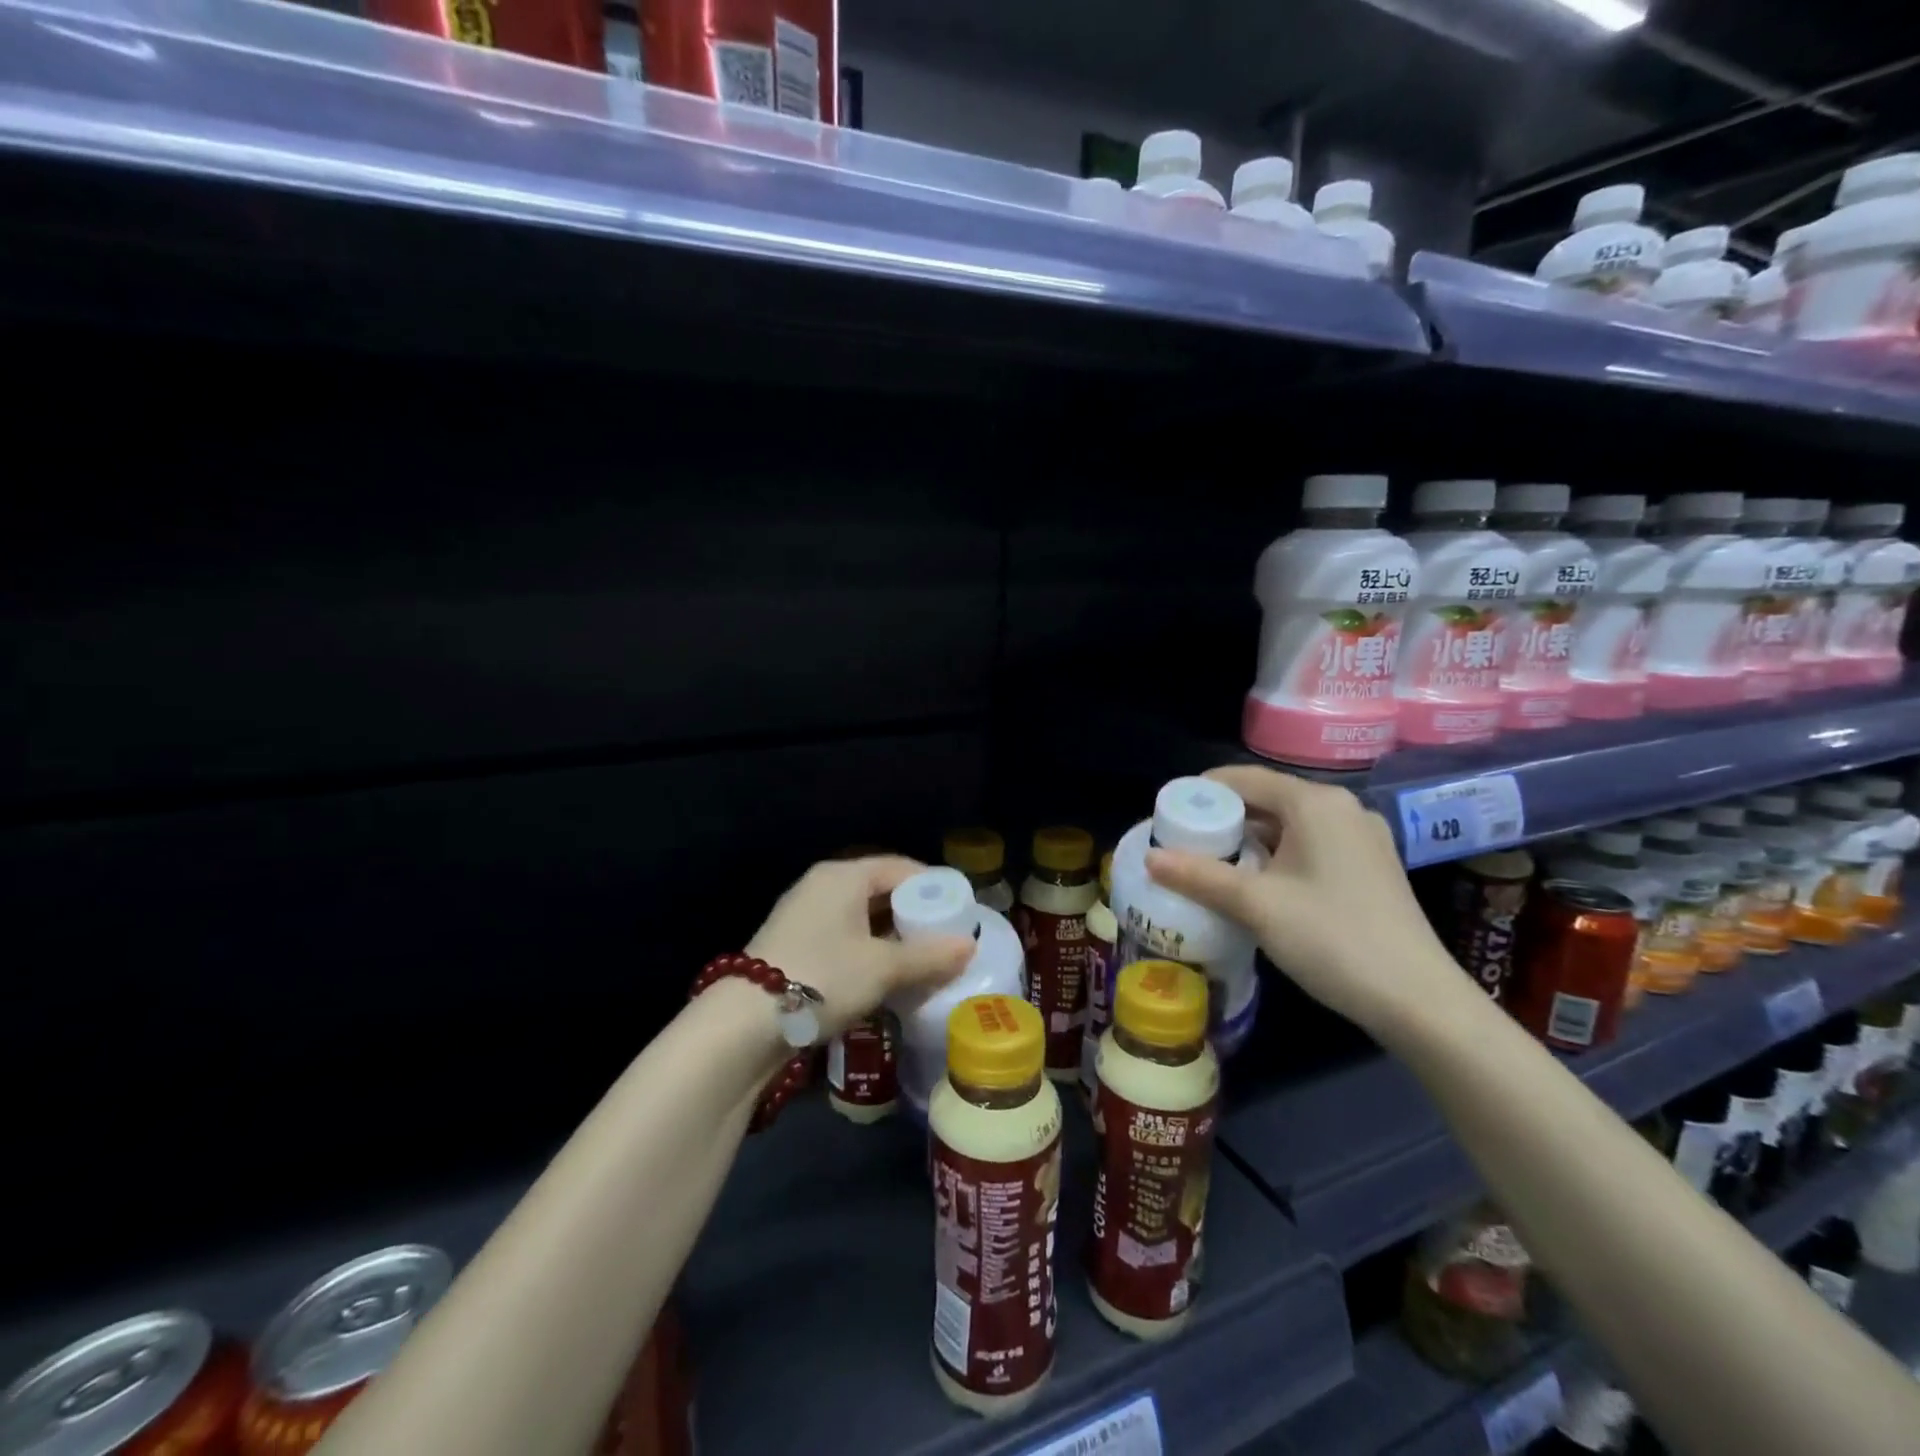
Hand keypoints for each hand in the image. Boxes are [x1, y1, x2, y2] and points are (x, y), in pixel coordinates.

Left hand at [747, 856, 972, 1037]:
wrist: (744, 1023)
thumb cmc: (822, 977)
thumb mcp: (883, 968)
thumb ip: (929, 956)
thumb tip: (969, 946)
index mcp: (843, 876)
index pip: (899, 867)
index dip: (933, 886)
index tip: (959, 910)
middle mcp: (822, 886)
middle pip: (879, 890)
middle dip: (913, 914)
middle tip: (944, 938)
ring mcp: (803, 915)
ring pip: (861, 917)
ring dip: (891, 936)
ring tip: (922, 959)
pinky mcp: (793, 945)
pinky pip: (843, 937)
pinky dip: (868, 950)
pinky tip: (885, 975)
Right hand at [1143, 765, 1470, 1041]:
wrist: (1418, 1001)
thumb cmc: (1332, 938)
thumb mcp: (1256, 905)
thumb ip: (1199, 876)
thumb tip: (1149, 858)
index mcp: (1316, 803)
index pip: (1244, 778)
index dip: (1200, 792)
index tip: (1167, 816)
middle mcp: (1342, 809)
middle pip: (1267, 799)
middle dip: (1222, 819)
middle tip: (1183, 844)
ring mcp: (1361, 838)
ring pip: (1289, 825)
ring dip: (1249, 840)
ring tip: (1211, 866)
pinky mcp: (1370, 867)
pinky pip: (1310, 845)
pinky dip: (1277, 855)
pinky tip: (1257, 885)